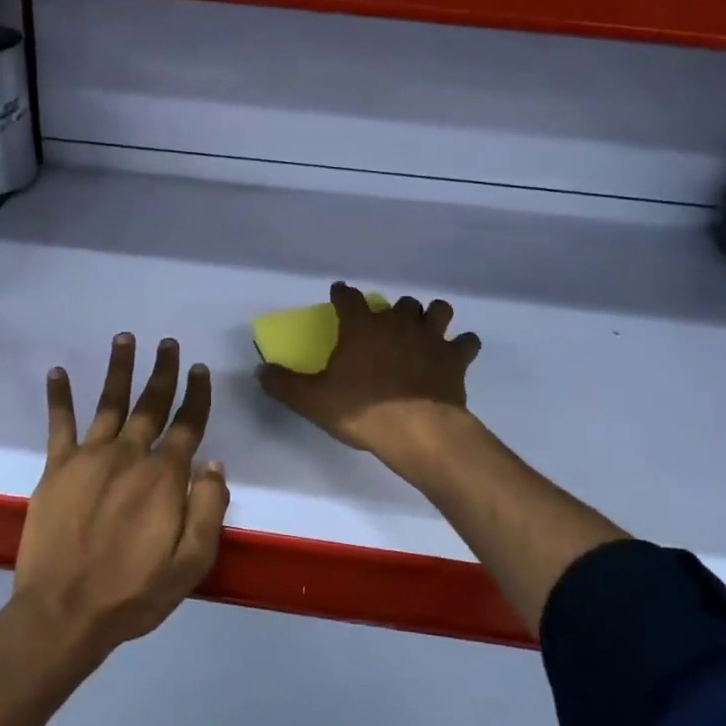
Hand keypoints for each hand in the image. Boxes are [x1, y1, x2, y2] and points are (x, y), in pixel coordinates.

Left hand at [12, 334, 228, 658]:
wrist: (64, 612)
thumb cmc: (134, 592)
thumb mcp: (192, 562)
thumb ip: (209, 508)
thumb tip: (215, 463)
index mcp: (165, 476)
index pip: (188, 424)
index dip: (196, 395)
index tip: (199, 369)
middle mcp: (130, 455)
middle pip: (151, 403)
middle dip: (162, 371)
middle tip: (167, 343)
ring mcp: (90, 457)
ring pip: (109, 402)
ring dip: (118, 368)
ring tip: (124, 338)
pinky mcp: (57, 468)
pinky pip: (59, 424)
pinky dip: (59, 396)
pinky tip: (58, 371)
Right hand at [257, 282, 480, 458]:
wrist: (418, 431)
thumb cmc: (362, 410)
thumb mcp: (313, 401)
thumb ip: (285, 384)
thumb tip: (260, 371)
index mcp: (361, 326)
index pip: (349, 298)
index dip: (343, 294)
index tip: (339, 294)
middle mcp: (397, 323)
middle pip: (398, 303)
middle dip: (392, 310)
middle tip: (385, 326)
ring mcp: (430, 338)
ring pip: (437, 311)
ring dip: (431, 317)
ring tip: (424, 329)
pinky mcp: (455, 358)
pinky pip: (466, 342)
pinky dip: (461, 346)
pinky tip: (456, 353)